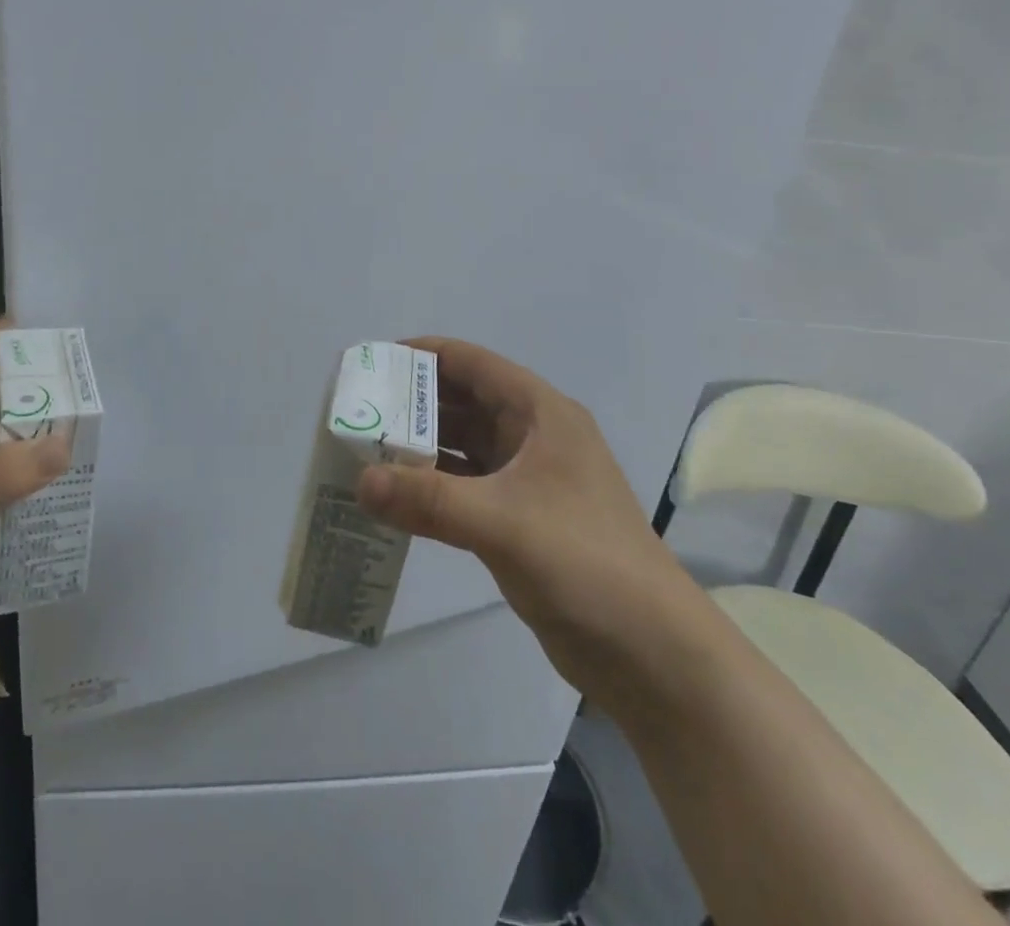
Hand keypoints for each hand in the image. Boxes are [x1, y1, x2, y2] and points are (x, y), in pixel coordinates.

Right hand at [356, 336, 690, 697]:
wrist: (652, 653)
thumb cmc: (584, 562)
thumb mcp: (502, 522)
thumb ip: (427, 500)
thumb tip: (360, 483)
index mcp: (540, 413)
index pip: (471, 363)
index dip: (421, 356)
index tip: (372, 364)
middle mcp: (533, 436)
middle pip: (463, 402)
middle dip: (411, 404)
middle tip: (356, 413)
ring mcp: (528, 479)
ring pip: (462, 446)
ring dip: (418, 447)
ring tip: (364, 452)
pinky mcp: (521, 519)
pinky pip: (465, 487)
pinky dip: (432, 487)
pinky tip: (394, 498)